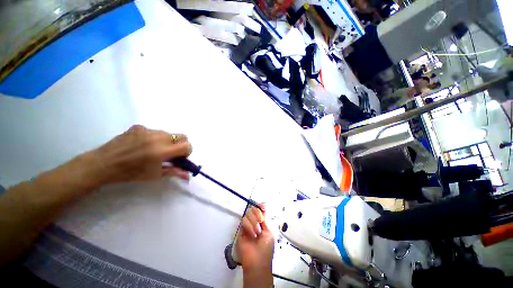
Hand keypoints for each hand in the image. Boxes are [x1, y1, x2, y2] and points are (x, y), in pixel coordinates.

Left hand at [84, 125, 192, 185]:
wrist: (103, 164)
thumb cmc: (131, 173)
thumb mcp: (155, 175)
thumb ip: (174, 172)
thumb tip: (188, 175)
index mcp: (161, 151)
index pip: (187, 145)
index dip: (187, 152)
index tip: (180, 158)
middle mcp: (157, 137)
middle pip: (182, 136)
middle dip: (180, 145)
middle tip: (170, 154)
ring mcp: (147, 130)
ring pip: (168, 134)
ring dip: (167, 142)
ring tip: (153, 150)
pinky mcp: (139, 127)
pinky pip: (154, 131)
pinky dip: (154, 138)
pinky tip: (142, 145)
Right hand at [236, 204, 273, 284]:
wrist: (257, 261)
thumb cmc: (266, 247)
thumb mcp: (269, 231)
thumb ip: (266, 218)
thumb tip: (264, 206)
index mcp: (263, 222)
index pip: (261, 209)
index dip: (261, 206)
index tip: (262, 206)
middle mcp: (255, 222)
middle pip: (253, 208)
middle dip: (257, 213)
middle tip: (260, 221)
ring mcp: (248, 225)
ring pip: (248, 213)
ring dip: (254, 221)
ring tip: (257, 232)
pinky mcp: (241, 230)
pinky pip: (244, 221)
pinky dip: (249, 226)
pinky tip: (253, 234)